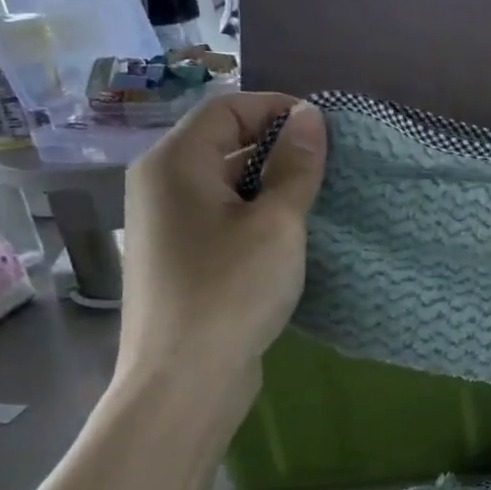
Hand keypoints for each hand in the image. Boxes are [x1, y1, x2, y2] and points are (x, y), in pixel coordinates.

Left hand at [116, 93, 325, 427]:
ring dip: (271, 184)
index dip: (278, 109)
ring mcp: (166, 225)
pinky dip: (255, 214)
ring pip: (225, 183)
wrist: (184, 380)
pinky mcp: (180, 259)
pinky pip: (221, 216)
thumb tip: (310, 116)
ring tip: (317, 200)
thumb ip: (296, 166)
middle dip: (278, 147)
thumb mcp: (277, 222)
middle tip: (329, 167)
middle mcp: (161, 185)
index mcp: (175, 163)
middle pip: (223, 143)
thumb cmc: (231, 290)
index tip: (326, 130)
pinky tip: (290, 236)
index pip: (227, 109)